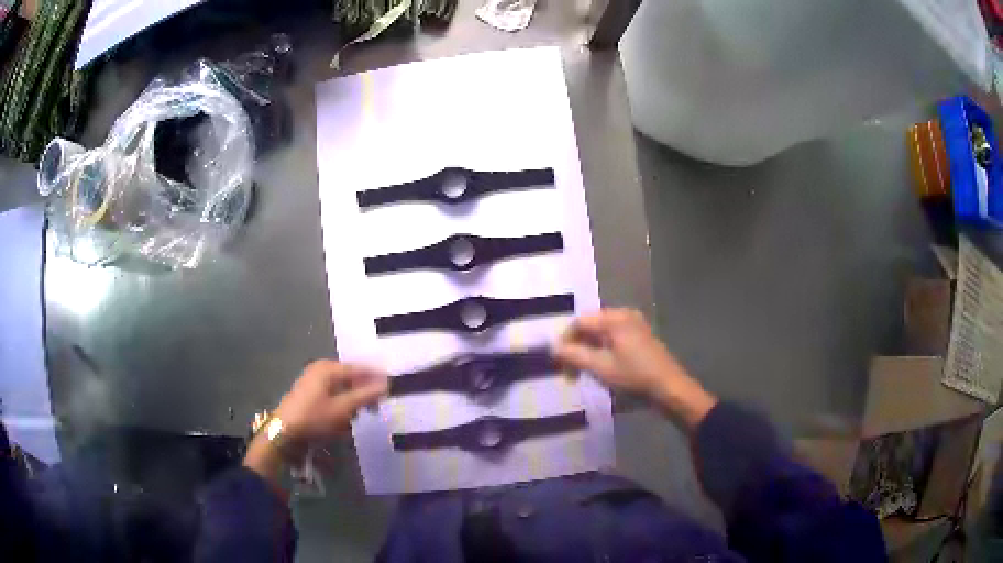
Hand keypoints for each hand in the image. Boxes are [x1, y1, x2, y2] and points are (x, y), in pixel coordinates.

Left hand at [274, 360, 387, 444]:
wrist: (284, 433)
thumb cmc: (314, 418)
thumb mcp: (343, 409)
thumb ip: (365, 395)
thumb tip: (386, 384)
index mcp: (328, 368)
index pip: (359, 369)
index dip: (376, 377)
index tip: (392, 387)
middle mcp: (320, 369)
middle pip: (350, 378)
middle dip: (363, 392)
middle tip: (375, 407)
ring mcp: (313, 381)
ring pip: (342, 388)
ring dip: (352, 402)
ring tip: (358, 417)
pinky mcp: (309, 394)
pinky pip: (332, 395)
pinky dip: (341, 405)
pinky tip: (343, 419)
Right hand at [554, 309, 716, 429]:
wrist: (670, 389)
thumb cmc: (634, 376)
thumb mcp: (601, 368)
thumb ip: (575, 355)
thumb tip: (554, 347)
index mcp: (615, 318)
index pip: (580, 322)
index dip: (565, 341)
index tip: (558, 363)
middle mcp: (625, 315)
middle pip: (591, 326)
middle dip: (577, 347)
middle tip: (569, 371)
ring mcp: (635, 325)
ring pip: (601, 334)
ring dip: (589, 351)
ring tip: (583, 372)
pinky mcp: (640, 337)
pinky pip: (614, 338)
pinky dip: (602, 351)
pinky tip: (601, 368)